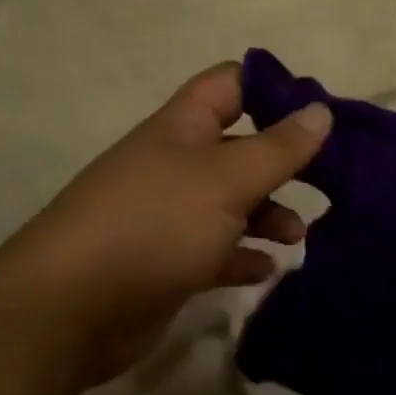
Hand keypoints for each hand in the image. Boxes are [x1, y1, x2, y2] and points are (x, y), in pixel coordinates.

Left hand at [0, 63, 332, 389]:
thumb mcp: (226, 180)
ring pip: (231, 202)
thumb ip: (278, 148)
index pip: (231, 83)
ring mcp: (169, 214)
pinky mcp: (167, 261)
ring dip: (268, 214)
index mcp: (184, 127)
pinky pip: (216, 250)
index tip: (318, 111)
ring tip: (299, 237)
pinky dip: (244, 256)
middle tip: (328, 180)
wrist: (67, 311)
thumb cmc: (154, 225)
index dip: (273, 88)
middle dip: (281, 161)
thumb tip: (321, 110)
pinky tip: (268, 270)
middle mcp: (176, 163)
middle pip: (239, 146)